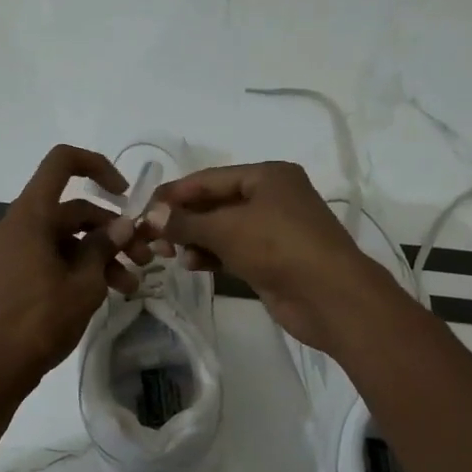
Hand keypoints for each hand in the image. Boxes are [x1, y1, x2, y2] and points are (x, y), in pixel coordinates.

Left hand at [0, 145, 148, 394]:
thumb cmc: (38, 322)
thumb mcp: (83, 285)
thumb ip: (104, 248)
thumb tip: (122, 225)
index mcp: (30, 216)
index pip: (62, 163)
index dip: (98, 166)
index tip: (125, 195)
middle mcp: (17, 225)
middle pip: (71, 209)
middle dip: (112, 231)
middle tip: (144, 257)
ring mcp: (11, 251)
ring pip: (64, 238)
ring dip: (99, 255)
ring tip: (131, 286)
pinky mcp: (10, 274)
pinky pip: (49, 257)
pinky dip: (77, 267)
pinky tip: (105, 293)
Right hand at [142, 161, 404, 351]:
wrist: (329, 296)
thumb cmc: (279, 247)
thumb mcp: (226, 228)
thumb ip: (185, 221)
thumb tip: (149, 216)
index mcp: (268, 175)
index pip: (209, 178)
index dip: (174, 193)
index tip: (142, 209)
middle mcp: (272, 197)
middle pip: (216, 203)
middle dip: (183, 219)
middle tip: (151, 236)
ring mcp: (274, 231)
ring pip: (223, 229)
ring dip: (195, 239)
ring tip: (167, 252)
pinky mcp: (272, 260)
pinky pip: (234, 251)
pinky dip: (212, 255)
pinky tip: (190, 264)